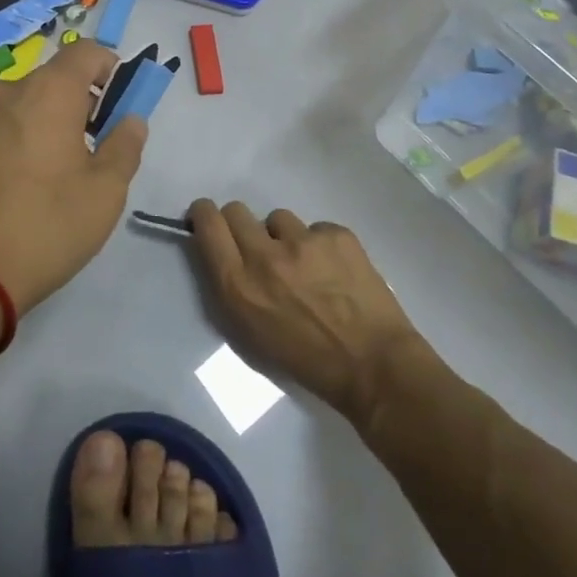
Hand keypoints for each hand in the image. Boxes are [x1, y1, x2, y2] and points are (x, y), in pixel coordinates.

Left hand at [0, 40, 146, 313]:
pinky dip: (20, 137)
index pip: (86, 51)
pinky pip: (1, 125)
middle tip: (94, 148)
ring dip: (48, 121)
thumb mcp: (106, 191)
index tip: (119, 105)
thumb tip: (130, 120)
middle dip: (80, 103)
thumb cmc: (47, 225)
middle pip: (54, 79)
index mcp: (47, 91)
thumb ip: (125, 145)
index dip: (110, 69)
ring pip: (25, 103)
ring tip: (55, 172)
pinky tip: (23, 183)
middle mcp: (7, 91)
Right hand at [190, 200, 424, 423]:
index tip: (207, 219)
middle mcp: (265, 255)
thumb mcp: (250, 331)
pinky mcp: (336, 234)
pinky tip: (335, 271)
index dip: (203, 215)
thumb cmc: (306, 360)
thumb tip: (224, 252)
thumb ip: (232, 285)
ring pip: (278, 218)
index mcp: (239, 285)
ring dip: (284, 237)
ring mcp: (303, 240)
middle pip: (236, 210)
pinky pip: (315, 228)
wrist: (373, 365)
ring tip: (306, 266)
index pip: (208, 223)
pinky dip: (320, 245)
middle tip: (259, 247)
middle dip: (241, 225)